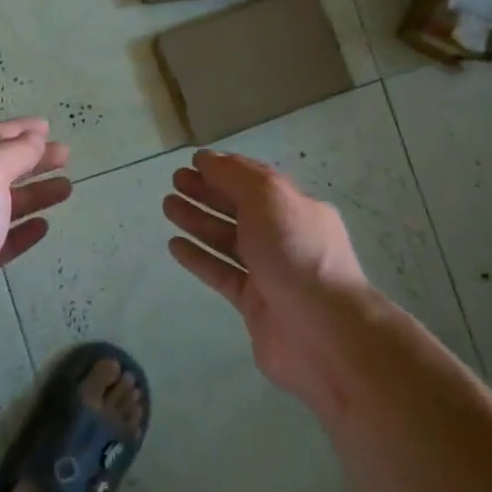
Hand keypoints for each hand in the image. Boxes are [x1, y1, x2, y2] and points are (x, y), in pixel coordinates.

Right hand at [162, 149, 372, 409]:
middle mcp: (285, 237)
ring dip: (198, 220)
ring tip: (168, 206)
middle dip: (208, 192)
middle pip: (240, 208)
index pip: (256, 181)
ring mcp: (270, 272)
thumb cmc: (296, 252)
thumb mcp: (269, 197)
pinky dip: (199, 258)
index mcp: (296, 208)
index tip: (194, 161)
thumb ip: (235, 176)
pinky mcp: (254, 304)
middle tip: (176, 181)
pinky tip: (174, 246)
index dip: (225, 169)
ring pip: (227, 240)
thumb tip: (208, 159)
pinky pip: (221, 273)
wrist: (323, 332)